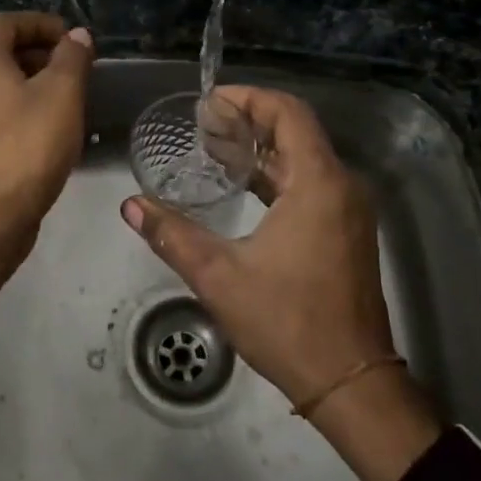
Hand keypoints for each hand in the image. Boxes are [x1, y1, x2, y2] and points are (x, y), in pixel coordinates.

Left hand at [0, 12, 92, 326]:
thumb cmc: (28, 144)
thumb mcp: (62, 93)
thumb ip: (72, 58)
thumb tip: (77, 35)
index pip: (7, 22)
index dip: (42, 23)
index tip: (73, 38)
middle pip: (1, 51)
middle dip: (40, 53)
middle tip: (76, 67)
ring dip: (33, 82)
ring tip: (70, 97)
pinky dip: (22, 108)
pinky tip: (50, 129)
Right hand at [121, 86, 441, 480]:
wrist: (350, 382)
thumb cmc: (287, 322)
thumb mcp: (219, 276)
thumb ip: (172, 234)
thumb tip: (130, 205)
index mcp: (318, 183)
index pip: (288, 113)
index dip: (249, 98)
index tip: (210, 101)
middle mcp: (341, 186)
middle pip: (297, 130)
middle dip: (251, 119)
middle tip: (203, 123)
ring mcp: (348, 210)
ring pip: (305, 157)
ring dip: (263, 147)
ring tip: (215, 146)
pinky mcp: (347, 231)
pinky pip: (311, 183)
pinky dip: (277, 174)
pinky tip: (243, 185)